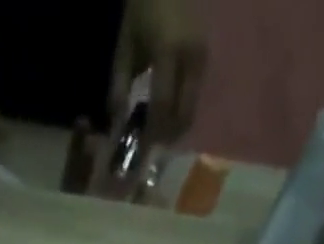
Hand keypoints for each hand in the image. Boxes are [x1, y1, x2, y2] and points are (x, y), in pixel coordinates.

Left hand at [113, 0, 208, 144]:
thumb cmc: (141, 11)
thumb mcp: (125, 48)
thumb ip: (119, 87)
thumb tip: (117, 124)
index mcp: (168, 52)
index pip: (162, 106)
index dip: (152, 132)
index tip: (140, 149)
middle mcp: (191, 56)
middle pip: (184, 113)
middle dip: (168, 135)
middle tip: (151, 145)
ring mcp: (202, 57)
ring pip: (192, 108)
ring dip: (175, 126)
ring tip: (158, 131)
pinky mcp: (206, 58)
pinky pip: (194, 96)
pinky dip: (181, 111)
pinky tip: (167, 113)